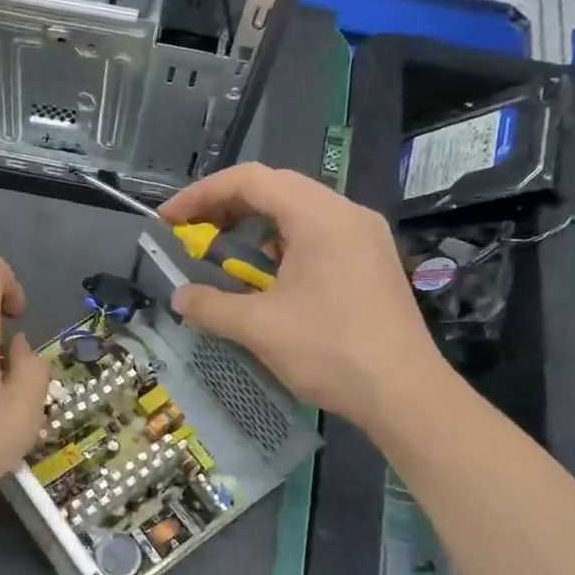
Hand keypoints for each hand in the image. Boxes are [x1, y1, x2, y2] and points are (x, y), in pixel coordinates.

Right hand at [157, 163, 450, 430]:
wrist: (405, 394)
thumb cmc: (329, 351)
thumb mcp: (258, 328)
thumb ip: (210, 306)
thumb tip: (180, 297)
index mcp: (319, 216)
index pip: (251, 180)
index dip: (202, 194)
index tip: (169, 220)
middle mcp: (346, 213)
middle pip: (276, 187)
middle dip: (226, 205)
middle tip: (192, 232)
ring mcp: (364, 236)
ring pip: (299, 210)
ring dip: (255, 224)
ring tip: (225, 251)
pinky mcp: (371, 260)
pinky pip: (318, 233)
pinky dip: (283, 242)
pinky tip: (269, 275)